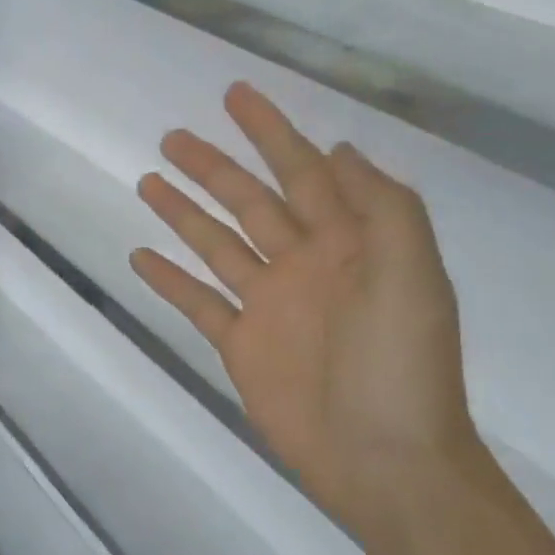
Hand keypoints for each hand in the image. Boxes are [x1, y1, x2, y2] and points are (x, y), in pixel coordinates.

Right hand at [130, 83, 479, 540]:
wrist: (384, 459)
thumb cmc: (402, 365)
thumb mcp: (413, 275)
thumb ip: (382, 208)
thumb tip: (339, 150)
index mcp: (348, 243)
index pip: (304, 171)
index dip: (271, 131)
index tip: (235, 95)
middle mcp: (304, 264)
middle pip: (249, 202)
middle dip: (213, 167)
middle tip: (171, 137)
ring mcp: (268, 305)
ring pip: (218, 244)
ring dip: (184, 213)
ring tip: (148, 181)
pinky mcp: (241, 344)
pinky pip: (198, 302)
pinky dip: (170, 279)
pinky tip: (141, 256)